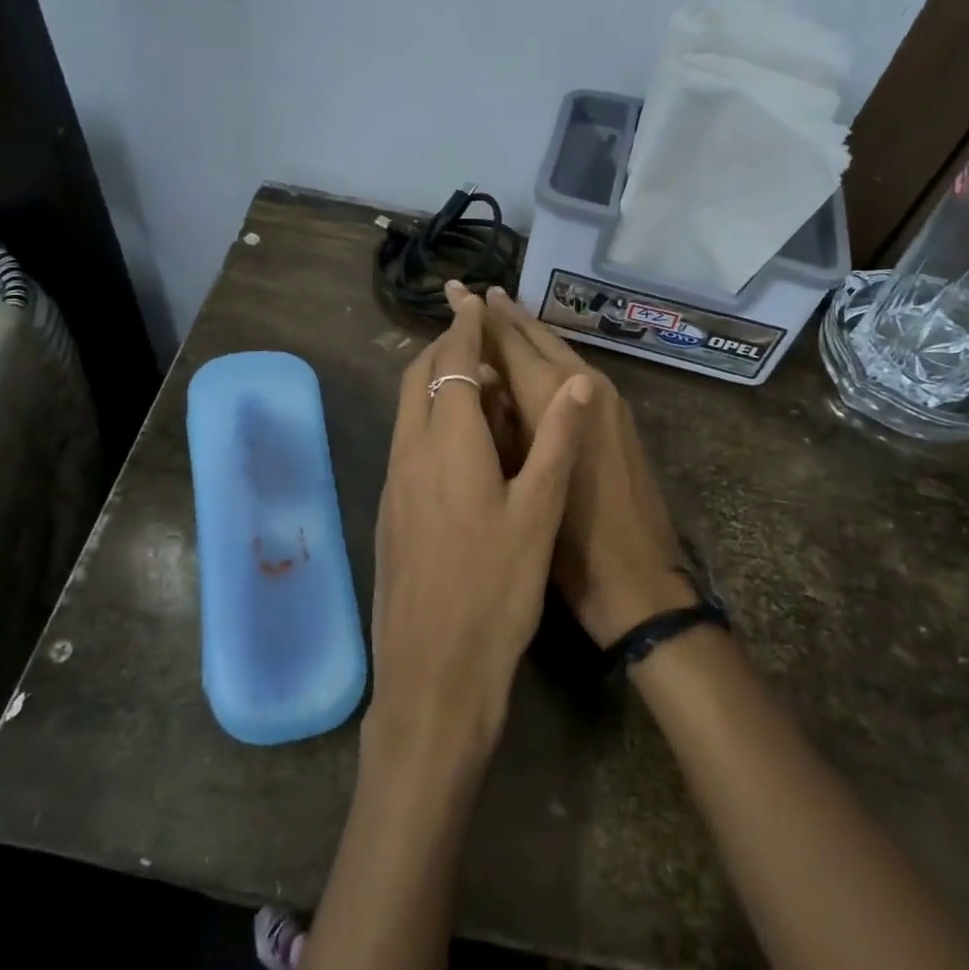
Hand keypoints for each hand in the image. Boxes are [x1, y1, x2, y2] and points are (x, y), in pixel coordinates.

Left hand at [369, 281, 592, 768]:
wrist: (433, 671)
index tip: (472, 298)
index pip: (453, 365)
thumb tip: (579, 384)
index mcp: (447, 445)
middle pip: (418, 379)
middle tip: (473, 330)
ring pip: (407, 410)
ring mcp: (393, 483)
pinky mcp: (389, 510)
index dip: (465, 328)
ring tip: (469, 375)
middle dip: (442, 346)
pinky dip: (427, 415)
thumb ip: (556, 443)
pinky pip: (406, 440)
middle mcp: (410, 453)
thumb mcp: (538, 515)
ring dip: (433, 380)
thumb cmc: (495, 590)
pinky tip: (454, 437)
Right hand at [480, 287, 696, 647]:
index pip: (510, 342)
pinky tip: (533, 361)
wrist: (636, 577)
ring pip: (560, 351)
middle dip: (505, 315)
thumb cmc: (567, 540)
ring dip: (528, 333)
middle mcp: (587, 384)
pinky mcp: (619, 417)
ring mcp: (609, 399)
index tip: (455, 291)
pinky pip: (576, 372)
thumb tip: (481, 378)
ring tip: (499, 315)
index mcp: (557, 396)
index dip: (479, 317)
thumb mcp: (521, 478)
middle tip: (475, 292)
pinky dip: (549, 358)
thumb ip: (500, 421)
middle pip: (538, 338)